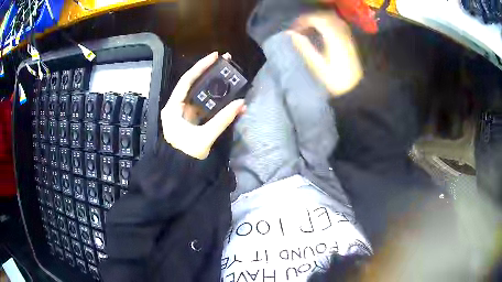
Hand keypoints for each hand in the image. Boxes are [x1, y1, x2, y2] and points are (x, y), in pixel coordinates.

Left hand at [161, 52, 245, 159]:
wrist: (178, 172)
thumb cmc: (185, 155)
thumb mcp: (204, 137)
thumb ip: (222, 120)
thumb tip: (241, 103)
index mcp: (173, 108)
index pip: (186, 81)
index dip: (201, 67)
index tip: (215, 56)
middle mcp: (177, 107)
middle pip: (194, 85)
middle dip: (210, 74)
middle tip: (225, 63)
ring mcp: (185, 114)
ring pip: (201, 96)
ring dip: (215, 89)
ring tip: (230, 77)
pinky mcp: (192, 121)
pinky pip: (205, 108)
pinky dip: (216, 104)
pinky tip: (229, 100)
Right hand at [288, 12, 362, 95]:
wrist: (356, 90)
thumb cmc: (336, 81)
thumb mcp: (318, 67)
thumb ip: (304, 47)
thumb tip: (290, 34)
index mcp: (334, 39)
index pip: (317, 20)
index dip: (303, 20)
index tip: (294, 29)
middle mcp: (342, 34)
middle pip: (325, 16)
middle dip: (310, 18)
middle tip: (300, 27)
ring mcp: (348, 37)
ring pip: (333, 19)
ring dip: (319, 20)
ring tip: (309, 29)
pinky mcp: (350, 41)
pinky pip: (338, 24)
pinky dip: (327, 24)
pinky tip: (321, 32)